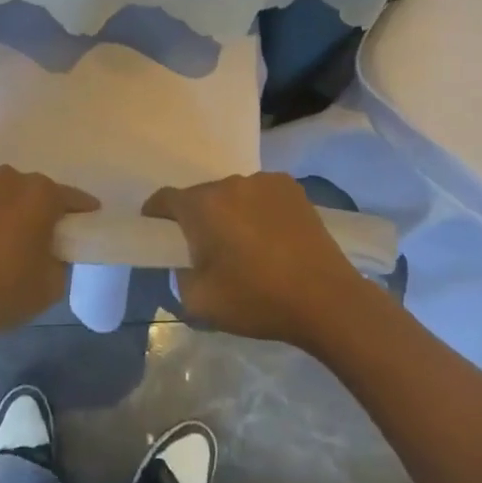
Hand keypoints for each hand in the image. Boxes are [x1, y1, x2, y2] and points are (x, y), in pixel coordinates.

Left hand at [0, 167, 99, 350]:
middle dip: (36, 210)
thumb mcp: (51, 285)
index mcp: (41, 194)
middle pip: (33, 191)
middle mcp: (10, 176)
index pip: (72, 198)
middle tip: (33, 238)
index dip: (81, 211)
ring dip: (3, 206)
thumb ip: (61, 259)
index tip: (86, 220)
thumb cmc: (0, 292)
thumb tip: (53, 249)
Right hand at [143, 173, 372, 348]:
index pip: (165, 199)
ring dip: (230, 213)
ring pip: (233, 195)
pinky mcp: (292, 188)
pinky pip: (261, 195)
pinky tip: (273, 238)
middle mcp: (230, 183)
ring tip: (247, 246)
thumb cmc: (257, 300)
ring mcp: (264, 181)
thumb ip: (178, 276)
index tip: (157, 233)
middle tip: (207, 250)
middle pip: (202, 196)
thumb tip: (183, 261)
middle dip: (198, 219)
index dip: (156, 215)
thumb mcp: (200, 301)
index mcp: (203, 206)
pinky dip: (258, 210)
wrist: (326, 299)